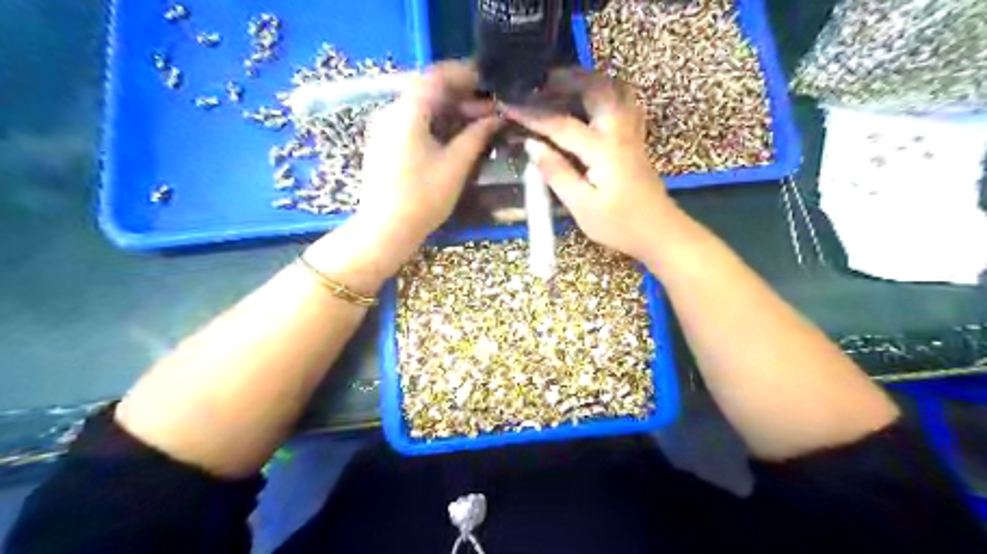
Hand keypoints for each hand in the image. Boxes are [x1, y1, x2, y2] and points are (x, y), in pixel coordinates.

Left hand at [354, 60, 501, 249]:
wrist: (385, 229)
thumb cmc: (423, 198)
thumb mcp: (456, 165)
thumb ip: (476, 135)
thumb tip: (496, 117)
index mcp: (408, 111)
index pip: (437, 75)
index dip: (465, 74)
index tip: (488, 82)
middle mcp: (391, 111)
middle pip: (428, 89)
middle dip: (460, 95)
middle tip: (488, 108)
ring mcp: (383, 128)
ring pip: (420, 106)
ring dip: (448, 109)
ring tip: (475, 122)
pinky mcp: (383, 143)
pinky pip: (411, 121)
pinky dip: (434, 121)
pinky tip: (451, 136)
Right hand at [504, 67, 674, 261]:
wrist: (660, 232)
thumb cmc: (619, 225)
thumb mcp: (582, 207)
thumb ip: (557, 174)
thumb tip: (532, 146)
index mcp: (603, 149)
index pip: (561, 124)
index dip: (532, 114)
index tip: (508, 103)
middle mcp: (619, 131)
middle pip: (596, 88)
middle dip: (566, 78)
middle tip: (540, 80)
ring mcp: (632, 132)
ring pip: (614, 89)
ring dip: (589, 79)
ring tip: (565, 83)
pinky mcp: (636, 139)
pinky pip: (625, 102)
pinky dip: (607, 91)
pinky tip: (593, 101)